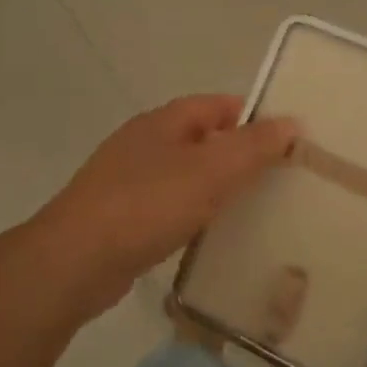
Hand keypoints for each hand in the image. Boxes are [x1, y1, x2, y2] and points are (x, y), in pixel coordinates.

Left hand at [28, 95, 297, 324]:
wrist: (74, 262)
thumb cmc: (146, 205)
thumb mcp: (209, 171)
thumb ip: (252, 146)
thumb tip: (291, 122)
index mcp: (164, 122)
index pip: (217, 105)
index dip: (253, 116)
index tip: (287, 138)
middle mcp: (144, 143)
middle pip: (202, 139)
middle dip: (238, 154)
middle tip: (279, 176)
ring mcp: (128, 181)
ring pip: (185, 174)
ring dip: (216, 186)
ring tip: (254, 207)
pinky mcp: (121, 218)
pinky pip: (169, 206)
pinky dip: (193, 213)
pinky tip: (210, 235)